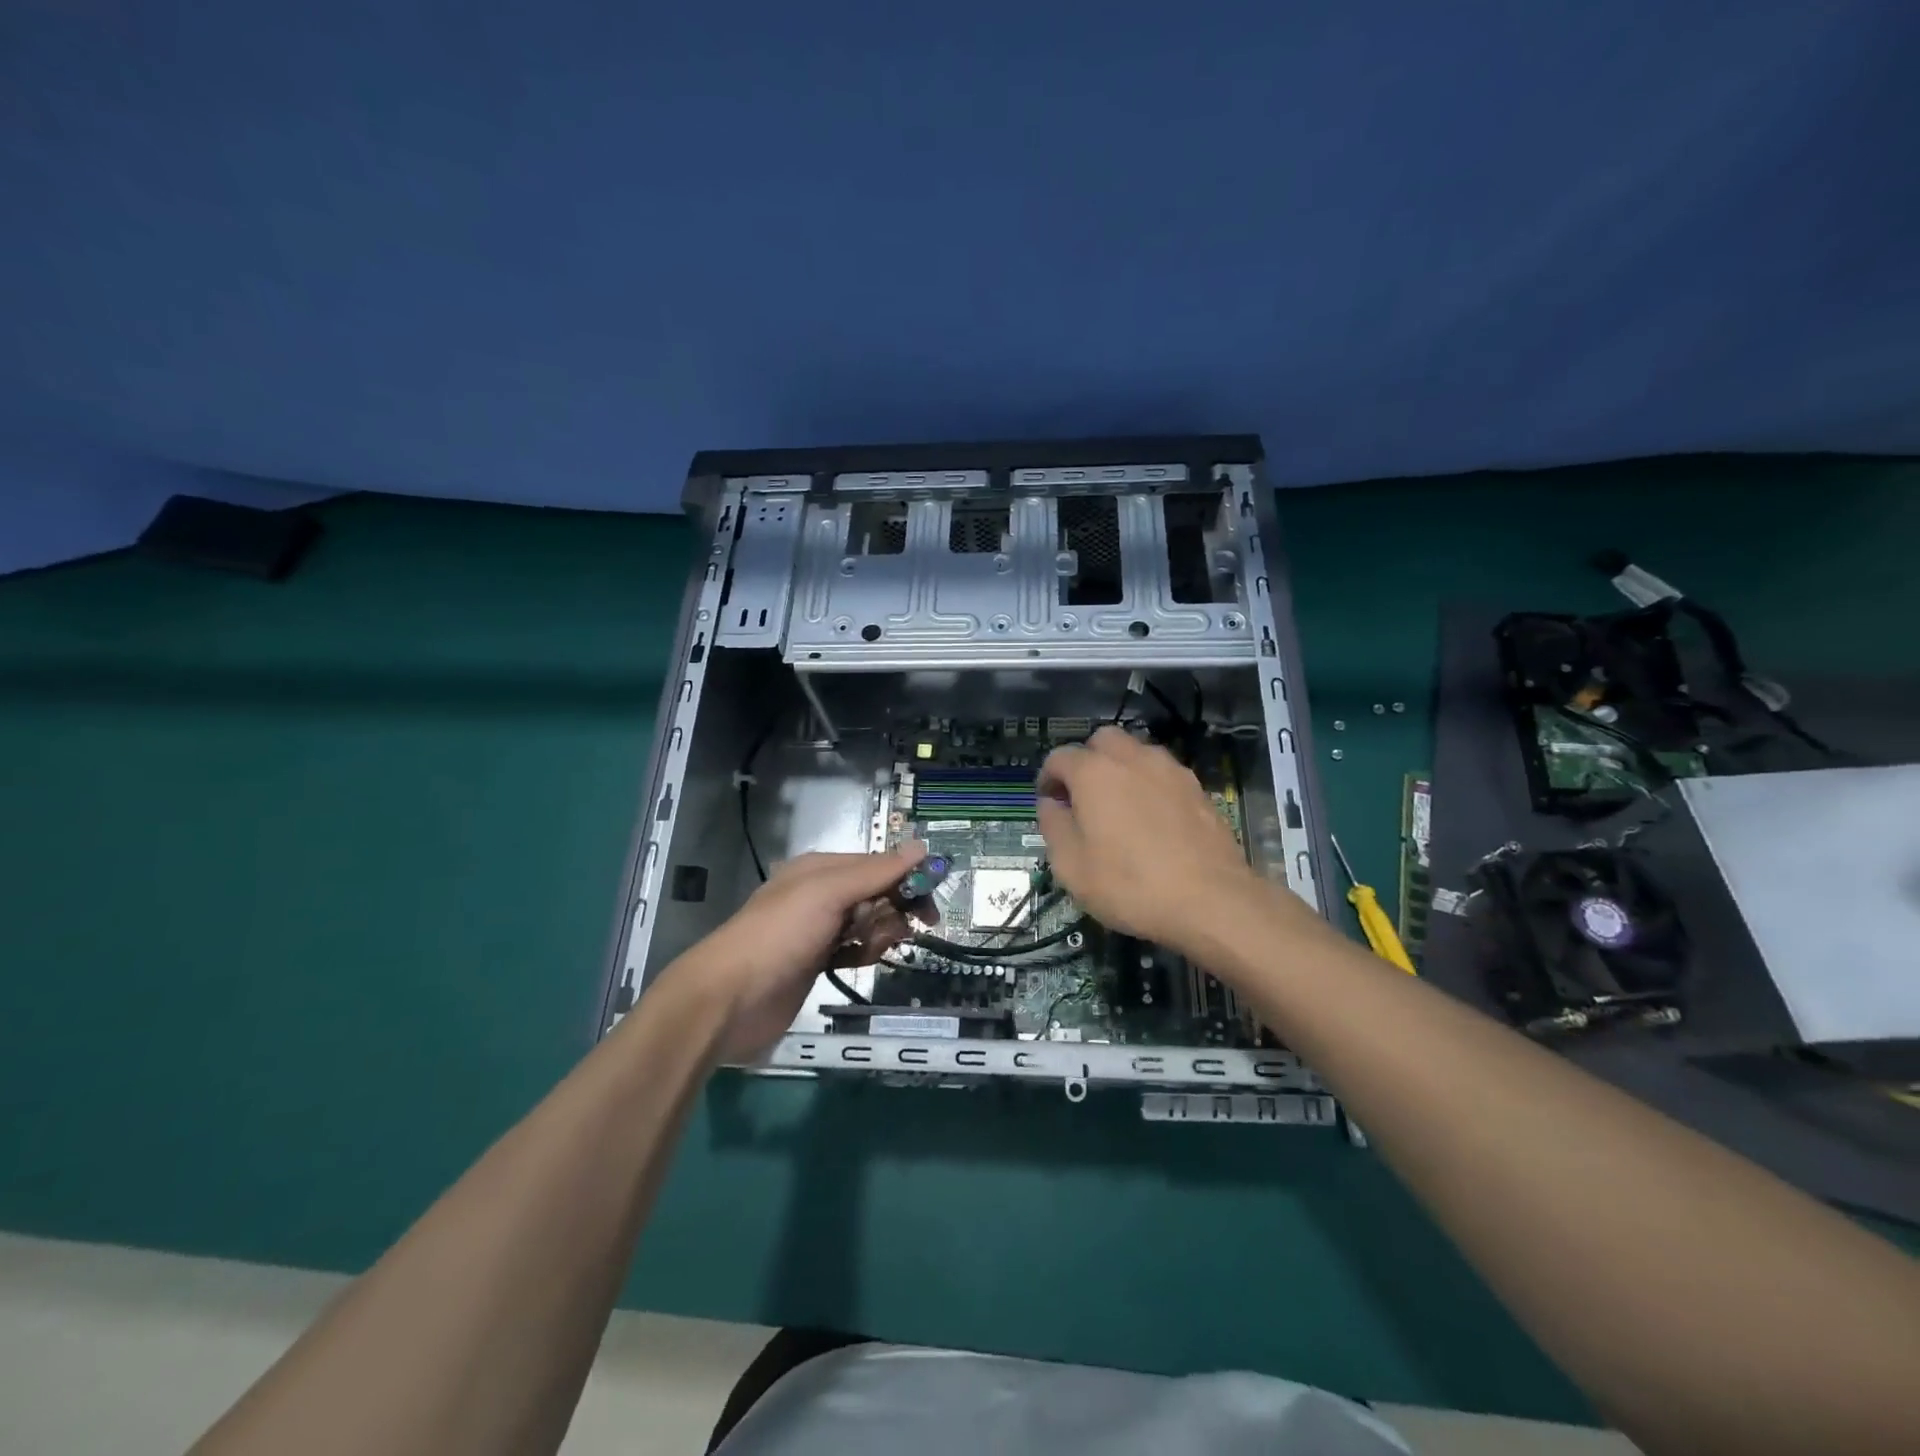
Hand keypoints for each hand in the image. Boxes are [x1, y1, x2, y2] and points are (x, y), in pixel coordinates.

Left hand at [660, 842, 927, 1062]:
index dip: (907, 879)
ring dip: (879, 934)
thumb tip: (921, 846)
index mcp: (821, 868)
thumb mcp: (829, 893)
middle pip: (876, 893)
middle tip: (907, 931)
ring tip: (868, 949)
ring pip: (869, 922)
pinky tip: (860, 962)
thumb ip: (876, 871)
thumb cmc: (781, 935)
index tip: (931, 905)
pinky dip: (864, 953)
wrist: (729, 999)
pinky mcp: (816, 961)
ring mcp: (817, 929)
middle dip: (894, 910)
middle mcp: (820, 893)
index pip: (878, 864)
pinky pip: (854, 948)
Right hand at [1036, 727, 1290, 956]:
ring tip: (1118, 806)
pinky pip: (1162, 773)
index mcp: (1093, 772)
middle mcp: (1131, 758)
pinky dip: (1149, 784)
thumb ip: (1053, 826)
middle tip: (1083, 797)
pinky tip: (1151, 818)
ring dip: (1120, 768)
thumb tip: (1050, 804)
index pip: (1059, 757)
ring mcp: (1169, 769)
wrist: (1212, 900)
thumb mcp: (1072, 867)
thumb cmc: (1130, 885)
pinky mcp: (1197, 787)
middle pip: (1102, 741)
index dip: (1048, 778)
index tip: (1049, 803)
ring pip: (1136, 752)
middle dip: (1086, 761)